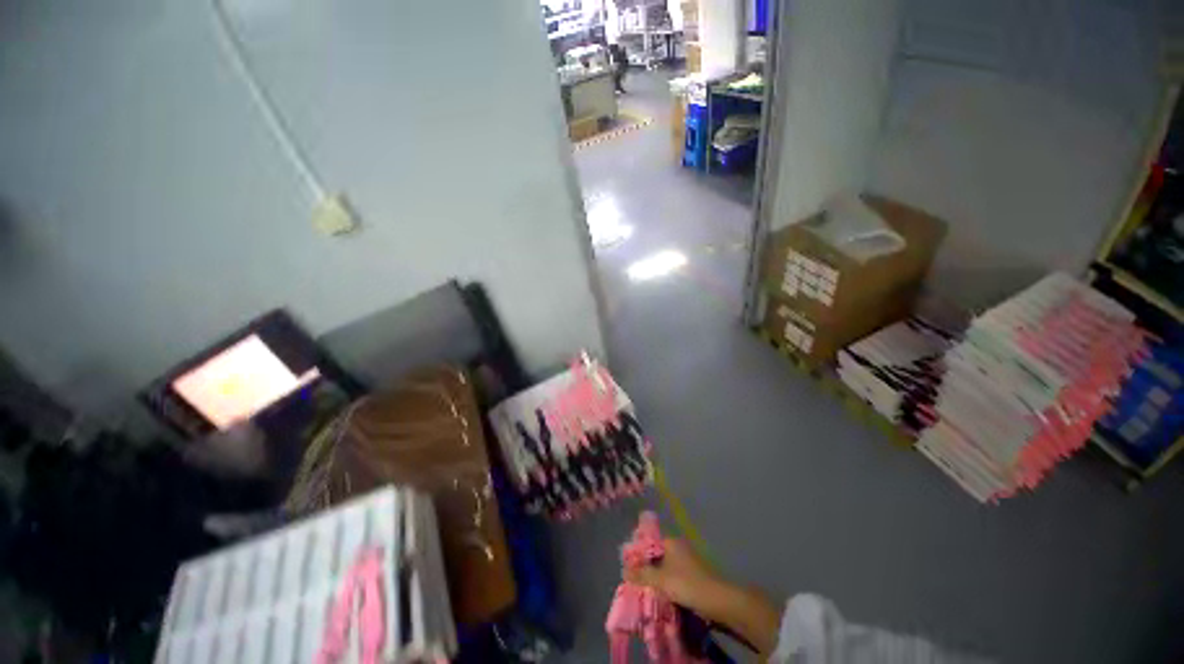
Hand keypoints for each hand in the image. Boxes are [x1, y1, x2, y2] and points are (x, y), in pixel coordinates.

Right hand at [624, 538, 724, 615]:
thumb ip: (642, 574)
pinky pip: (674, 576)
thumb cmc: (687, 584)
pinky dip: (666, 583)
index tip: (628, 566)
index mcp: (670, 541)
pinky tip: (661, 594)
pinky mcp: (693, 574)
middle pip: (656, 555)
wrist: (719, 600)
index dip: (637, 554)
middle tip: (634, 580)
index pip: (648, 542)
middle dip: (646, 567)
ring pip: (665, 567)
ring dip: (656, 577)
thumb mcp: (661, 580)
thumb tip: (624, 569)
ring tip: (644, 589)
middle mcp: (678, 547)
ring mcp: (687, 560)